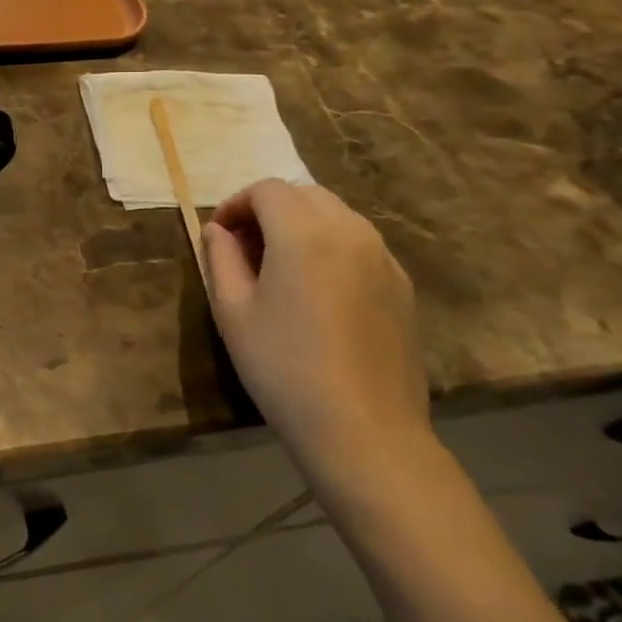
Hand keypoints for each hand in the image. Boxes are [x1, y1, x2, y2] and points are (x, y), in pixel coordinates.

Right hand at [203, 180, 429, 481]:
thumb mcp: (232, 310)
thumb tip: (219, 230)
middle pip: (304, 194)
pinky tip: (317, 292)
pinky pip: (360, 245)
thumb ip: (221, 257)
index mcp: (304, 233)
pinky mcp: (402, 287)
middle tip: (245, 247)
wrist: (364, 431)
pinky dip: (331, 247)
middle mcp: (350, 232)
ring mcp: (384, 259)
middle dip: (269, 209)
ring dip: (302, 224)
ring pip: (337, 216)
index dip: (235, 204)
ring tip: (280, 267)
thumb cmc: (283, 366)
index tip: (219, 236)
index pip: (266, 190)